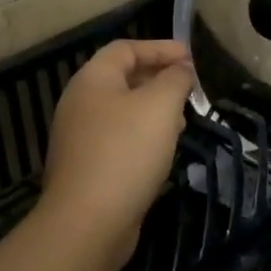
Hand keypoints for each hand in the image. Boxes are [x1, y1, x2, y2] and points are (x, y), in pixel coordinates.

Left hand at [39, 39, 195, 255]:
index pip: (126, 48)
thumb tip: (180, 69)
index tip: (191, 59)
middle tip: (189, 90)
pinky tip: (162, 152)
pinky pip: (118, 139)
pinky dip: (142, 136)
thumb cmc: (126, 152)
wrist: (87, 222)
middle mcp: (80, 103)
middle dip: (159, 79)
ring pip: (122, 111)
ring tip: (182, 121)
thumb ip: (175, 79)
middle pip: (122, 78)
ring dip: (153, 110)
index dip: (160, 48)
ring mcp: (79, 137)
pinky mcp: (86, 167)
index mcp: (92, 80)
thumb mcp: (160, 106)